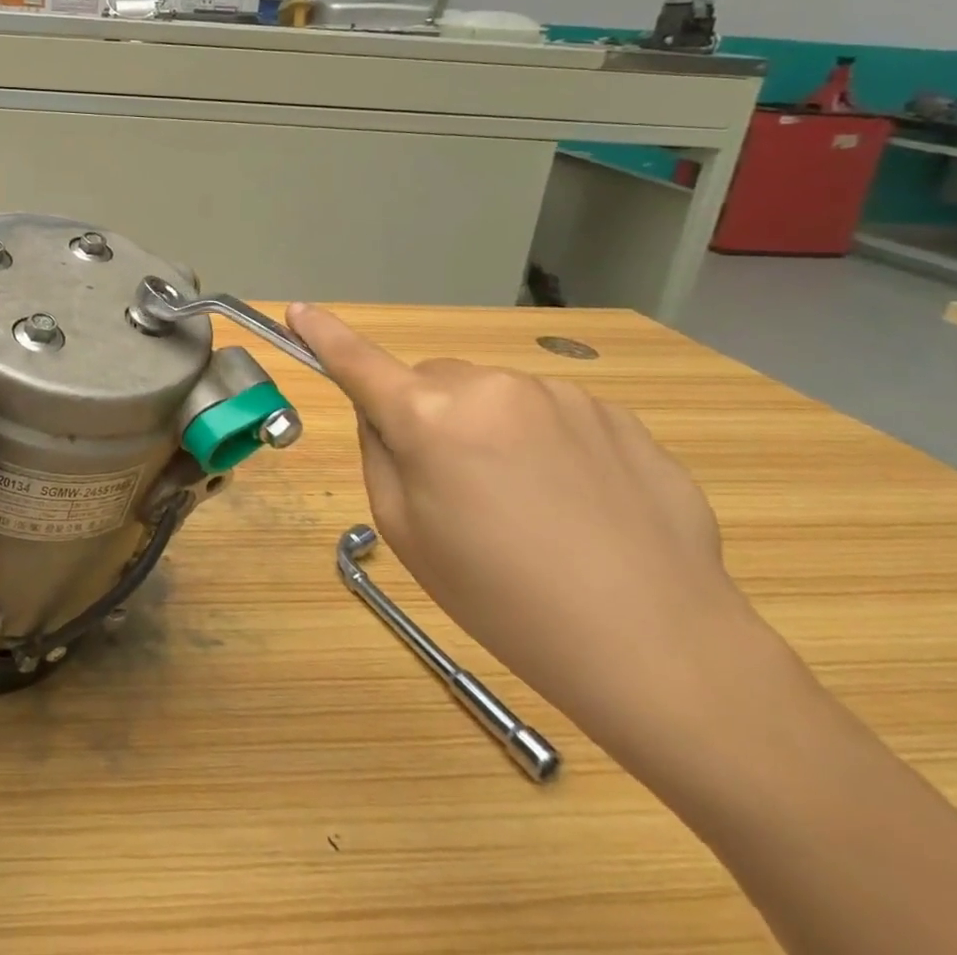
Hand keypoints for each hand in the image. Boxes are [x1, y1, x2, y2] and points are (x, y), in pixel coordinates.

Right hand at [289, 302, 756, 739]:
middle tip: (457, 488)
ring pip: (495, 397)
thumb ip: (380, 455)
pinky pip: (553, 415)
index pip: (358, 362)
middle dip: (430, 416)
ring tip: (531, 507)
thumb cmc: (502, 598)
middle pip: (433, 383)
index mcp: (429, 417)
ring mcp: (560, 396)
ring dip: (492, 430)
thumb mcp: (406, 533)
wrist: (659, 646)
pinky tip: (580, 506)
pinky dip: (547, 445)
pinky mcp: (617, 416)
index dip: (322, 335)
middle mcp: (490, 387)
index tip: (296, 310)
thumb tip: (386, 414)